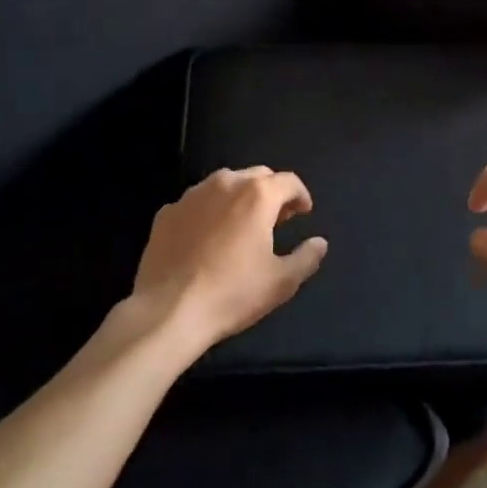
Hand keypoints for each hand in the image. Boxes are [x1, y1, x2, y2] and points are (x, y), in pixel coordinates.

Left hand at [131, 166, 326, 350]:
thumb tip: (320, 243)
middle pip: (257, 176)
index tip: (304, 212)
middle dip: (272, 192)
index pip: (288, 181)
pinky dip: (209, 211)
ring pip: (224, 184)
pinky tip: (208, 237)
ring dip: (240, 197)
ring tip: (242, 224)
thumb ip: (306, 257)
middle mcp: (225, 184)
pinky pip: (197, 202)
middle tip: (277, 218)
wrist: (168, 312)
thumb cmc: (232, 294)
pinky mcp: (167, 212)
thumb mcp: (281, 282)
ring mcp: (191, 196)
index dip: (301, 195)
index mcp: (257, 195)